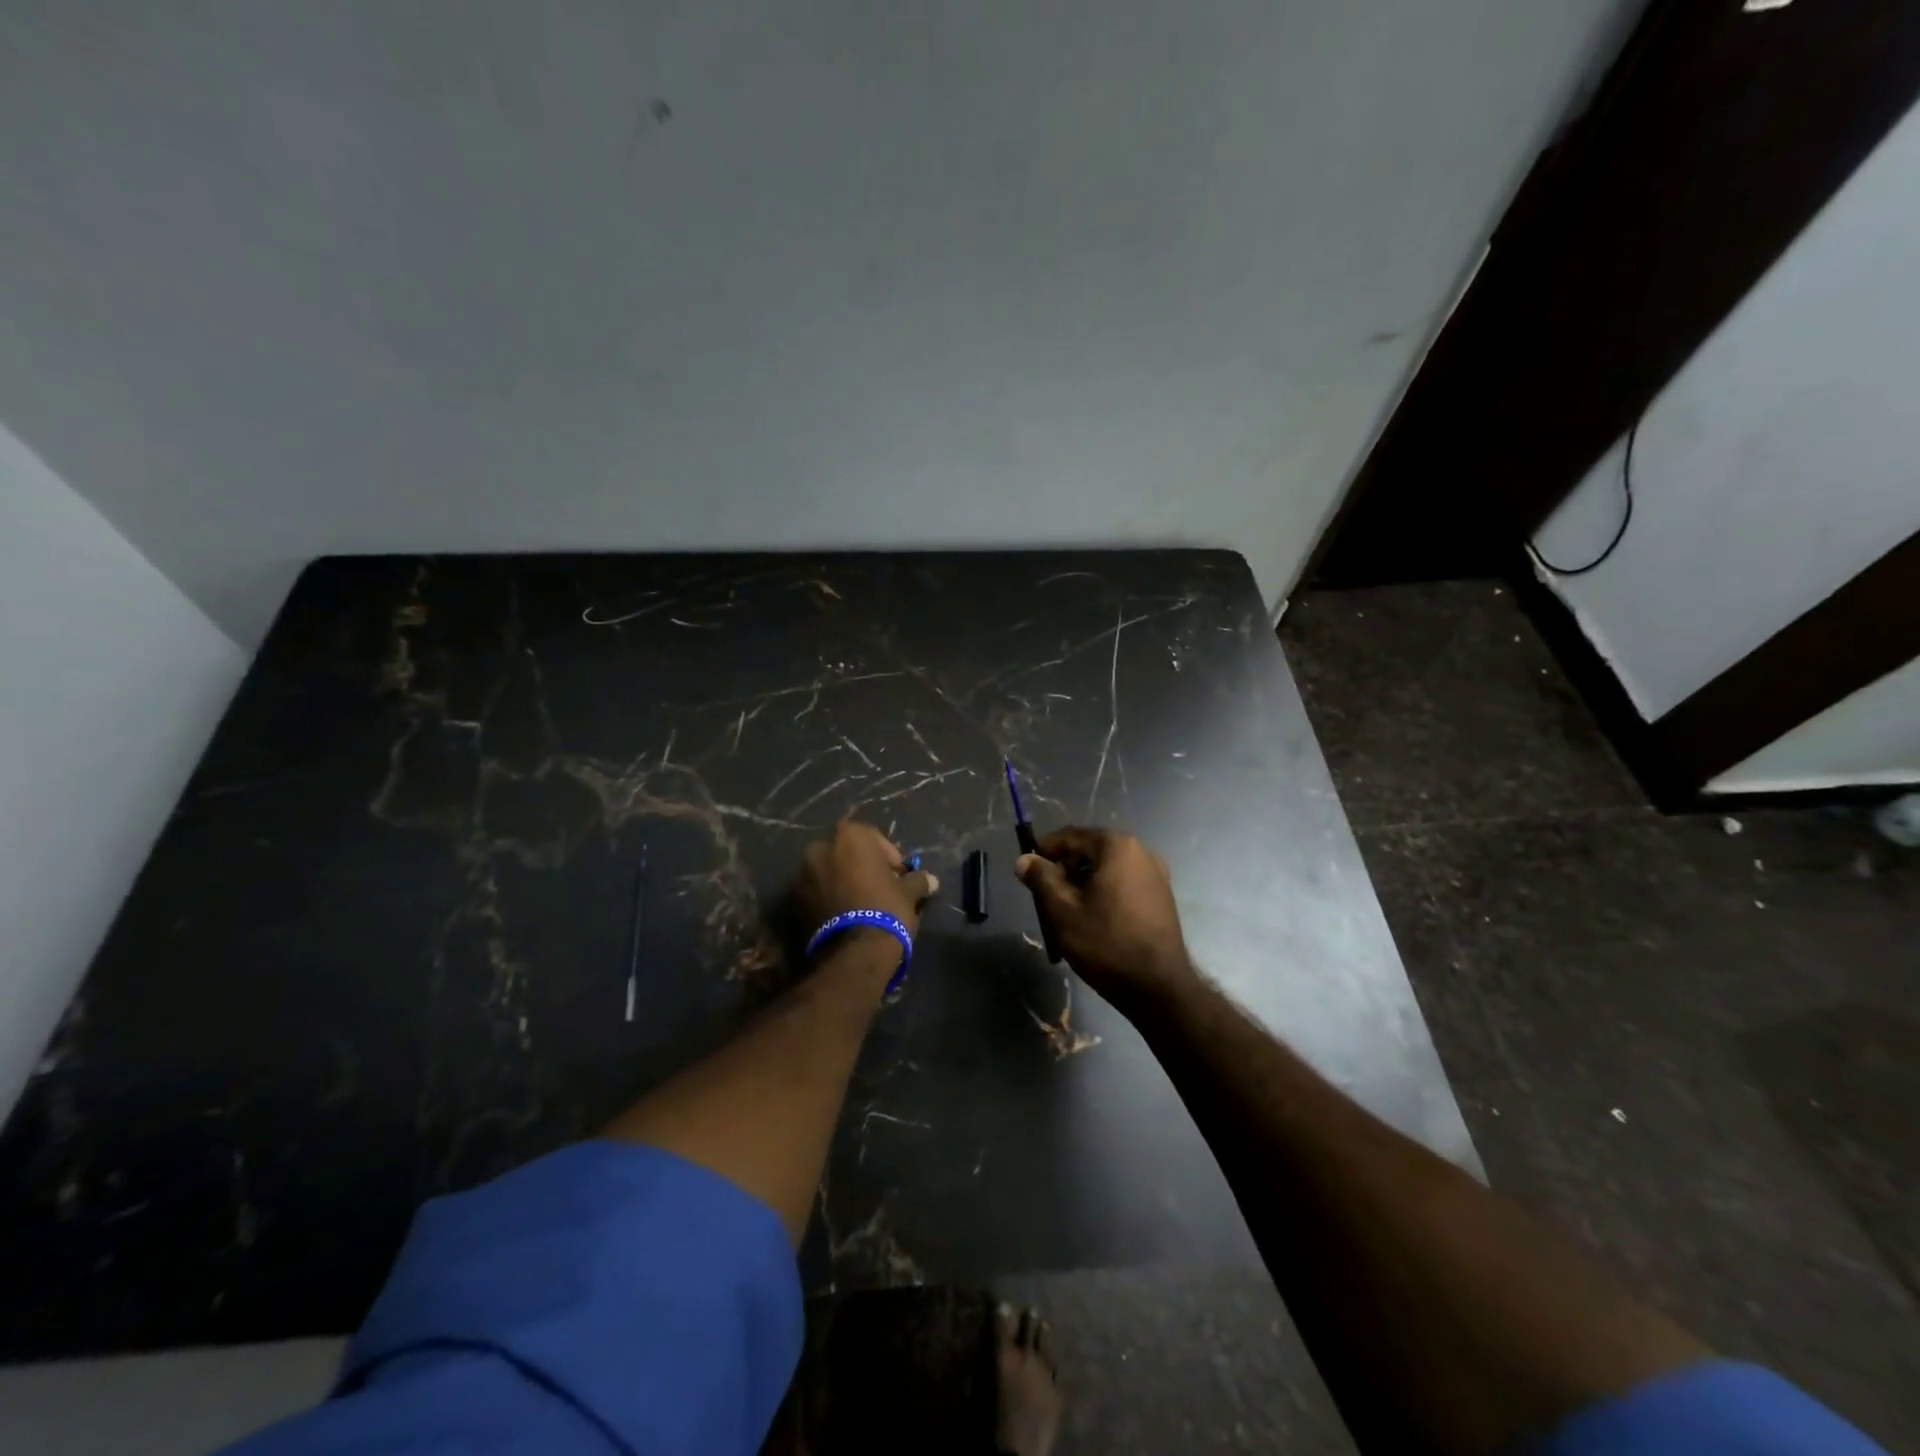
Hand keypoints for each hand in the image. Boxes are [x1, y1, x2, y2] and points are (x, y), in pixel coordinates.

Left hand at [798, 818, 938, 939]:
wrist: (855, 952)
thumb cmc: (886, 909)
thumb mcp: (909, 893)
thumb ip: (917, 880)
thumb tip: (931, 880)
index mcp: (849, 836)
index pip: (873, 837)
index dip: (888, 856)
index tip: (899, 876)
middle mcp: (821, 847)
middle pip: (847, 852)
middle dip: (862, 866)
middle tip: (879, 887)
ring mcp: (803, 874)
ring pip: (829, 871)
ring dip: (844, 881)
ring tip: (861, 904)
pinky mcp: (794, 900)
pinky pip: (817, 891)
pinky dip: (829, 897)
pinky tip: (845, 916)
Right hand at [1016, 827, 1193, 1006]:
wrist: (1159, 988)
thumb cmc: (1106, 943)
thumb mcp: (1062, 911)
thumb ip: (1041, 879)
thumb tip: (1024, 860)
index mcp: (1117, 846)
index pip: (1071, 836)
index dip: (1045, 850)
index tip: (1027, 870)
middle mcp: (1141, 852)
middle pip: (1090, 852)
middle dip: (1064, 872)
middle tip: (1045, 899)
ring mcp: (1156, 875)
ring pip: (1106, 871)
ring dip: (1082, 887)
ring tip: (1066, 917)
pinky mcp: (1161, 898)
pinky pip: (1123, 886)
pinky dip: (1103, 896)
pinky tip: (1092, 923)